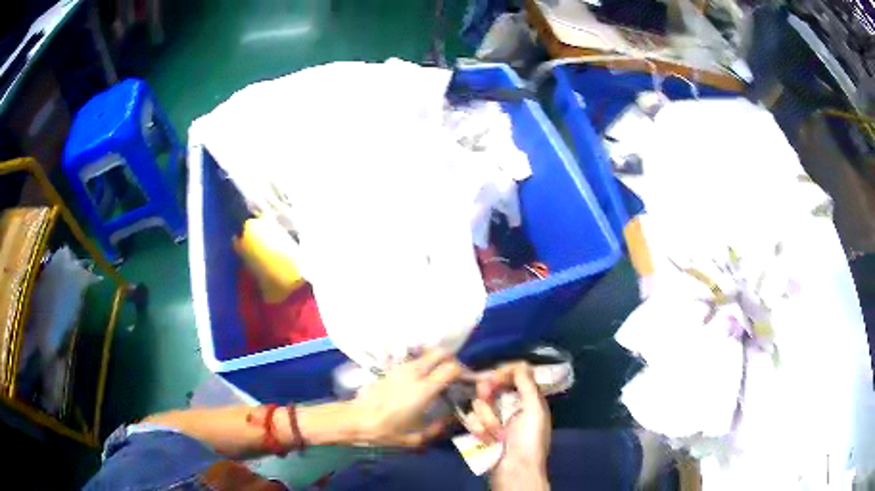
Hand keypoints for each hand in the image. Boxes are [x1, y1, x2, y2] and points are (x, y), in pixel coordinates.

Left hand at [349, 349, 462, 446]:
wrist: (355, 419)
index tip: (466, 381)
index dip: (463, 372)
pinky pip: (413, 360)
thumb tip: (450, 419)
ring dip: (437, 361)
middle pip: (441, 353)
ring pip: (426, 353)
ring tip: (438, 377)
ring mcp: (401, 368)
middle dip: (452, 360)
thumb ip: (437, 428)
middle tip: (455, 375)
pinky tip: (421, 380)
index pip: (451, 368)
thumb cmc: (385, 431)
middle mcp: (414, 373)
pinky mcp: (391, 368)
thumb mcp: (415, 439)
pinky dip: (423, 364)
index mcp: (423, 390)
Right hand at [477, 363, 550, 489]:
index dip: (503, 373)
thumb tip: (520, 363)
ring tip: (496, 434)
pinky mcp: (480, 432)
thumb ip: (527, 385)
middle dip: (488, 394)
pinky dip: (478, 430)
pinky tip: (487, 440)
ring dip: (486, 419)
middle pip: (491, 386)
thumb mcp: (534, 410)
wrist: (514, 471)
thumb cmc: (529, 440)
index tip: (495, 376)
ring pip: (479, 404)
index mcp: (528, 399)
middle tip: (487, 396)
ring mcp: (494, 419)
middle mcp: (510, 406)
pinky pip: (472, 420)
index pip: (513, 375)